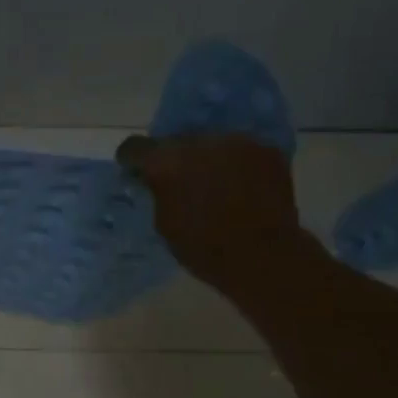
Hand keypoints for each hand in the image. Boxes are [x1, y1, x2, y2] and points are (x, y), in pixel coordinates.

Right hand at [115, 133, 303, 282]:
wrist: (264, 257)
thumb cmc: (204, 248)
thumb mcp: (164, 223)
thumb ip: (158, 193)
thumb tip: (158, 182)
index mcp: (166, 162)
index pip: (135, 147)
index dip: (132, 160)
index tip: (136, 172)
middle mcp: (199, 141)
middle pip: (176, 140)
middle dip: (174, 158)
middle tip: (179, 181)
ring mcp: (236, 141)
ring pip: (210, 142)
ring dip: (206, 158)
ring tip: (213, 183)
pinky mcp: (265, 148)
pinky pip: (239, 149)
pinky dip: (234, 163)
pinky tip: (239, 185)